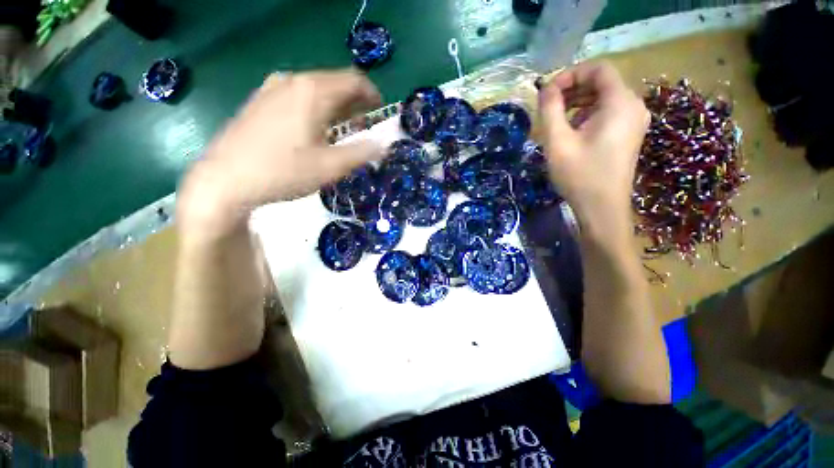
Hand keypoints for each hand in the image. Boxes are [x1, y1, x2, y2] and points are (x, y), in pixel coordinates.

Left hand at [178, 69, 383, 237]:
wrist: (225, 179)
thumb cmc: (284, 171)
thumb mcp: (330, 166)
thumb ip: (361, 153)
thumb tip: (383, 145)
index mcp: (312, 91)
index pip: (353, 80)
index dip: (372, 94)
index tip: (380, 112)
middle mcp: (292, 81)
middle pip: (334, 83)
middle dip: (355, 102)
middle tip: (364, 125)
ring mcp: (272, 89)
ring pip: (315, 90)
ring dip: (336, 106)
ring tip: (343, 129)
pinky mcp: (260, 101)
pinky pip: (298, 96)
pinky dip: (316, 108)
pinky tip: (314, 129)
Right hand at [538, 61, 648, 238]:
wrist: (602, 208)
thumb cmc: (580, 176)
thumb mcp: (557, 142)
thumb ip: (550, 110)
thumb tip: (545, 88)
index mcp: (620, 102)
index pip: (598, 69)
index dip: (571, 74)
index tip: (548, 92)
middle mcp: (633, 106)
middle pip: (602, 83)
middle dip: (572, 90)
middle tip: (548, 107)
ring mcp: (633, 121)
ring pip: (603, 99)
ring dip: (577, 103)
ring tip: (556, 121)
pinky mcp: (628, 134)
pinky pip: (607, 113)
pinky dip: (587, 115)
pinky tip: (571, 132)